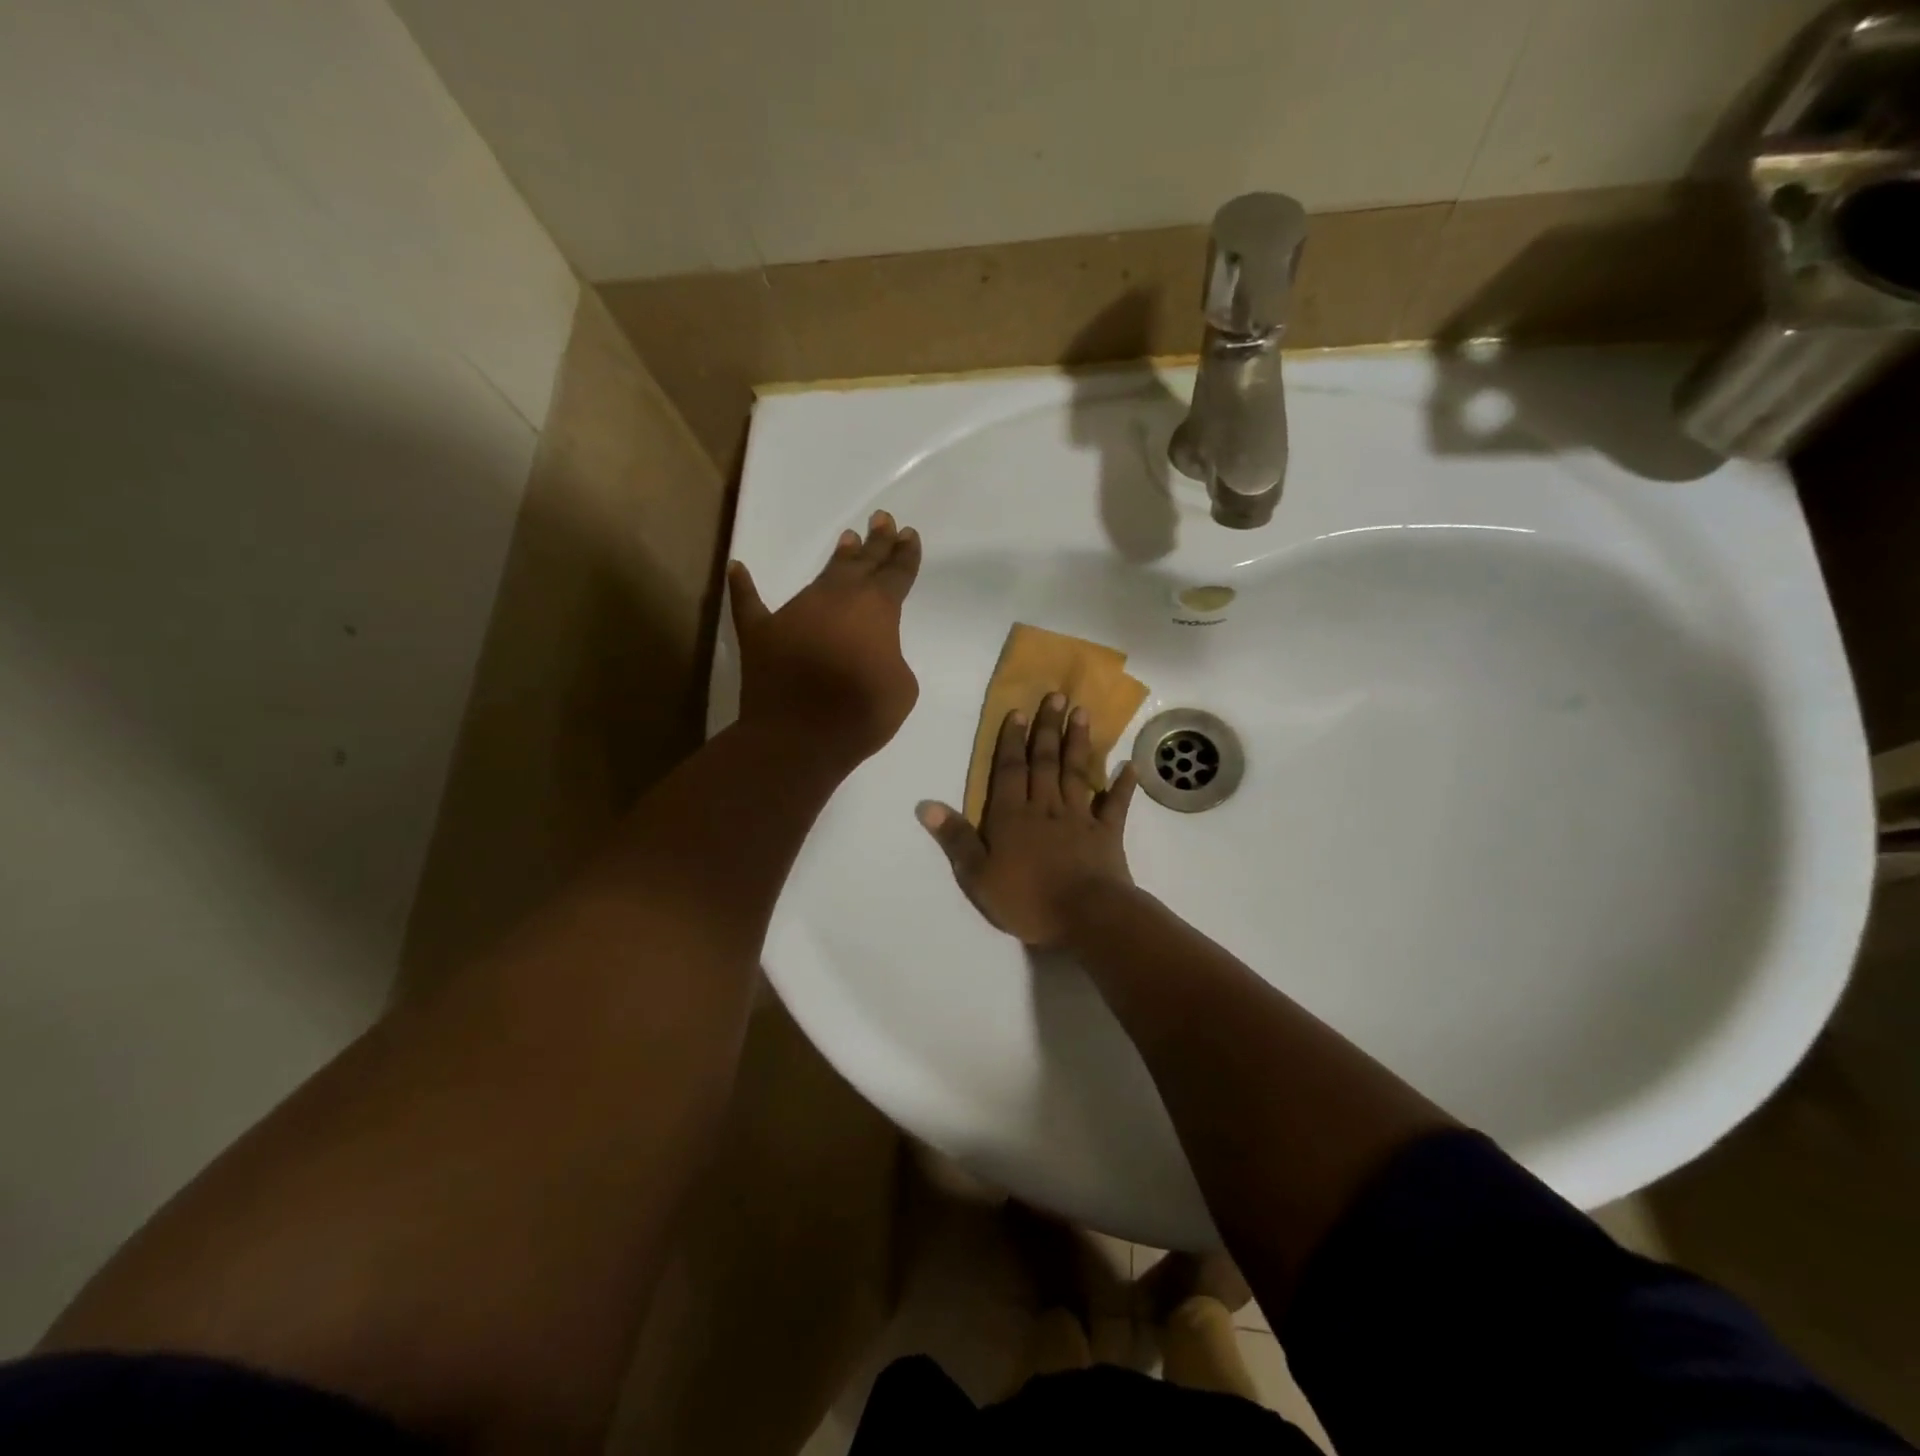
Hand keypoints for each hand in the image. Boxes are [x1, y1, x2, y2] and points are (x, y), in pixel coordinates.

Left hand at [729, 510, 921, 766]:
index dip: (905, 555)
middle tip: (882, 519)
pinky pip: (749, 603)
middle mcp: (836, 598)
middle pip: (861, 564)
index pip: (896, 574)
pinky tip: (738, 568)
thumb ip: (891, 657)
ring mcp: (795, 611)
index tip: (909, 534)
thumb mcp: (902, 687)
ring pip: (820, 577)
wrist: (799, 736)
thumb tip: (872, 651)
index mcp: (876, 608)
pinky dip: (743, 587)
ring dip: (837, 559)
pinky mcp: (760, 631)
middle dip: (875, 542)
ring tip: (847, 539)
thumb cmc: (861, 712)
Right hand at [916, 693, 1138, 947]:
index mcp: (1012, 816)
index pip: (1010, 770)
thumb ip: (955, 838)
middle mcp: (1046, 807)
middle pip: (1045, 761)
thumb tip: (926, 805)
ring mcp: (1080, 818)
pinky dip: (1122, 786)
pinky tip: (1130, 766)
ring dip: (1078, 743)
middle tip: (1057, 696)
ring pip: (1077, 773)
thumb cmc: (1026, 899)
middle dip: (1048, 728)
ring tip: (1083, 713)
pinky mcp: (1107, 834)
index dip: (1012, 741)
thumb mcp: (977, 875)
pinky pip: (1115, 805)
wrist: (1085, 916)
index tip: (1019, 711)